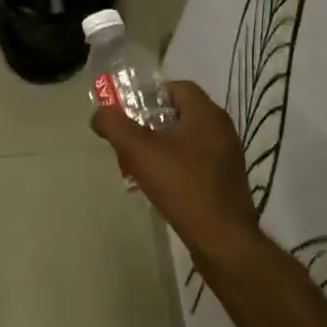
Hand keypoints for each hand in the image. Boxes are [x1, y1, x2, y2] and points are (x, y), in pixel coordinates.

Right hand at [88, 81, 261, 251]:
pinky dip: (176, 165)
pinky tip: (160, 184)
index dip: (150, 94)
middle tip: (128, 138)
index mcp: (206, 114)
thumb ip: (115, 125)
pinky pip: (196, 161)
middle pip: (181, 113)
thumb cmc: (183, 186)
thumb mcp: (140, 151)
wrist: (222, 239)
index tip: (128, 111)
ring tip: (139, 163)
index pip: (177, 87)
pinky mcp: (226, 181)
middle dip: (151, 122)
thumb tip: (100, 114)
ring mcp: (227, 157)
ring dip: (162, 145)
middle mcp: (221, 129)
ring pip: (187, 139)